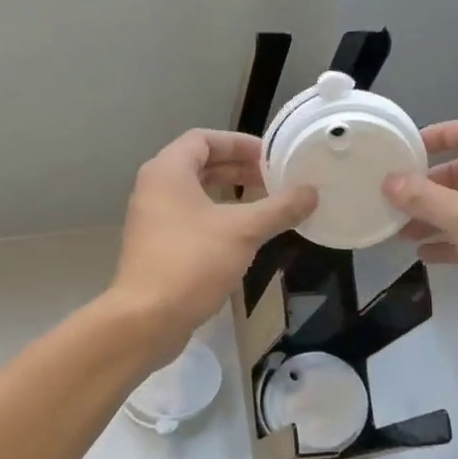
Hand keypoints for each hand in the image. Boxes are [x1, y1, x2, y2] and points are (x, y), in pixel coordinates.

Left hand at [111, 130, 316, 360]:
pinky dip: (217, 218)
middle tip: (274, 179)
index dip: (239, 143)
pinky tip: (244, 236)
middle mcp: (154, 189)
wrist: (146, 319)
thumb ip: (279, 208)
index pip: (203, 139)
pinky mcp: (157, 248)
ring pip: (195, 195)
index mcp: (168, 171)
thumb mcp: (243, 231)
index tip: (270, 156)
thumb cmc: (192, 263)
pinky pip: (190, 220)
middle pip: (199, 165)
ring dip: (229, 195)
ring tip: (265, 205)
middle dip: (238, 169)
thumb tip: (311, 192)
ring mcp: (152, 220)